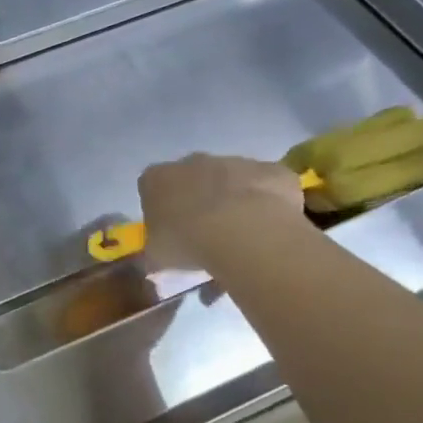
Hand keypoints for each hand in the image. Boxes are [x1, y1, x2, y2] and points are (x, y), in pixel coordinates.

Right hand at [137, 153, 303, 268]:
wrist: (245, 233)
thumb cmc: (188, 242)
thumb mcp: (157, 256)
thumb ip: (155, 251)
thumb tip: (156, 260)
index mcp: (156, 179)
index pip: (151, 187)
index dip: (160, 208)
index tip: (170, 230)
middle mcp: (192, 161)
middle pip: (192, 177)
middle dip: (198, 199)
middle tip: (206, 231)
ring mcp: (234, 161)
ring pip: (232, 179)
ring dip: (234, 199)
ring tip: (242, 234)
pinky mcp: (271, 170)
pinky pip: (267, 185)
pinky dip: (269, 200)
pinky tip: (270, 226)